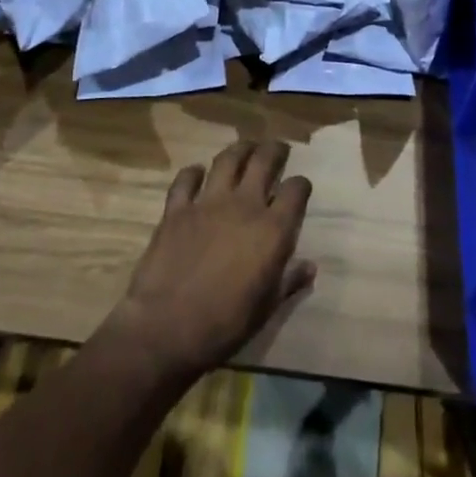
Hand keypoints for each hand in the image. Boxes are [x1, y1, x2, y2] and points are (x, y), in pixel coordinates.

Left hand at [109, 139, 314, 379]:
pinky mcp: (177, 208)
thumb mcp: (265, 309)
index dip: (301, 185)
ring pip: (228, 159)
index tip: (300, 187)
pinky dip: (193, 172)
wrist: (166, 328)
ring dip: (240, 149)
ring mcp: (208, 202)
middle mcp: (244, 204)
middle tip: (278, 148)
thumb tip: (310, 266)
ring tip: (246, 148)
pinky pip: (186, 179)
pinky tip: (197, 172)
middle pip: (264, 161)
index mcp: (272, 229)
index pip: (296, 190)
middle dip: (275, 150)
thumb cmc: (224, 324)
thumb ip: (289, 281)